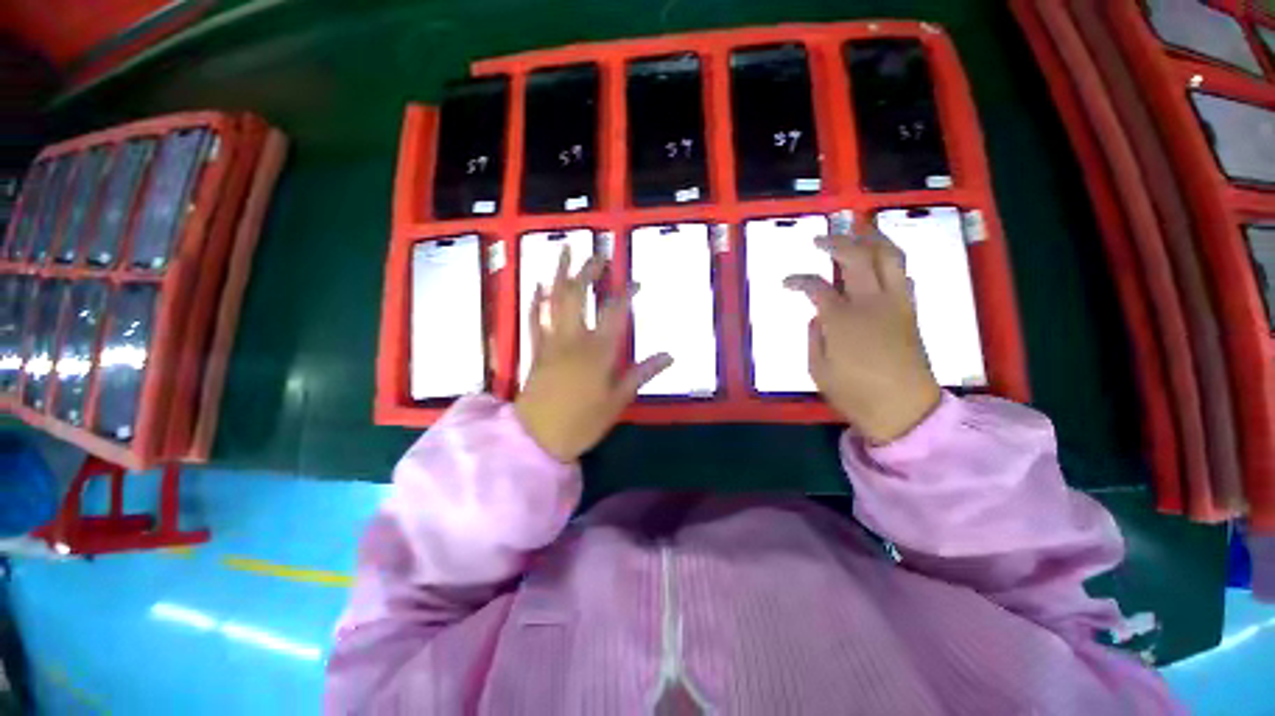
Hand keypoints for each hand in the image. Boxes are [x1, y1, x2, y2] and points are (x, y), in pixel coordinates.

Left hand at [515, 248, 672, 461]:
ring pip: (553, 300)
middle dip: (588, 271)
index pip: (615, 312)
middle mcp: (574, 339)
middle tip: (597, 254)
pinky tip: (537, 285)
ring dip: (559, 273)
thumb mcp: (618, 401)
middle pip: (579, 295)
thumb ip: (641, 374)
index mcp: (598, 351)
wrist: (537, 438)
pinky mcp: (535, 350)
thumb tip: (670, 356)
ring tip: (563, 250)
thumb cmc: (582, 422)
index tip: (636, 282)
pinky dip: (535, 300)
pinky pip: (533, 318)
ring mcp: (551, 342)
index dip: (626, 293)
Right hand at [785, 229, 940, 443]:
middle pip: (857, 258)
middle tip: (821, 239)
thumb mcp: (818, 369)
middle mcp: (872, 303)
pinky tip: (880, 262)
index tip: (786, 282)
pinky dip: (890, 262)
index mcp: (843, 320)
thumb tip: (818, 316)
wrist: (905, 409)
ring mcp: (896, 304)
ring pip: (890, 257)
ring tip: (857, 232)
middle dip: (837, 242)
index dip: (798, 280)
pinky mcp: (910, 312)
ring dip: (873, 239)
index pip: (816, 287)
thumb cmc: (855, 393)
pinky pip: (903, 276)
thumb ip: (814, 336)